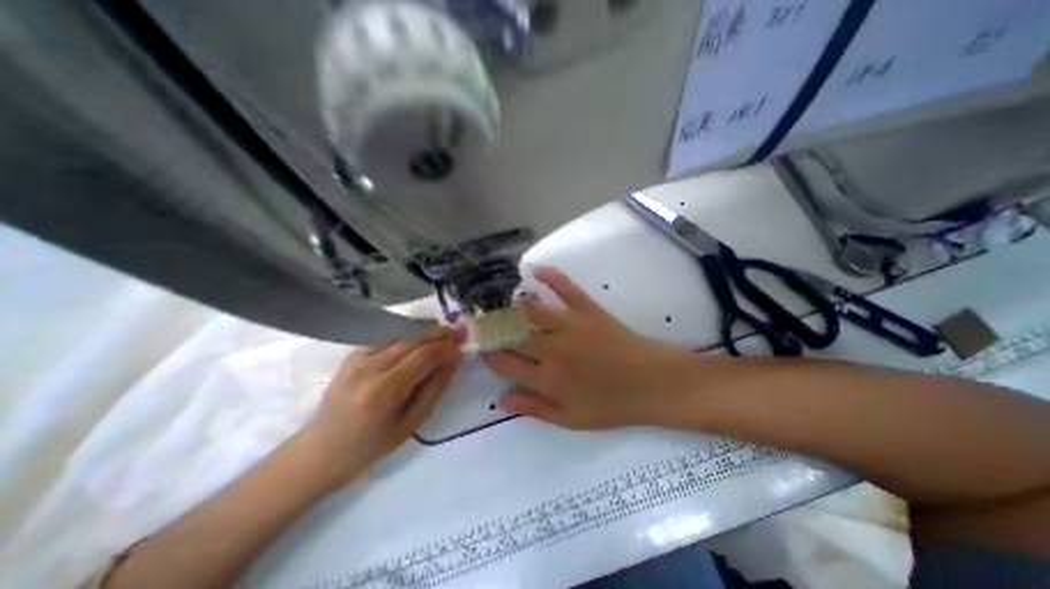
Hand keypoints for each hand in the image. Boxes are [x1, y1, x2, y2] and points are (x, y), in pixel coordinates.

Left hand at [295, 326, 458, 486]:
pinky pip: (388, 340)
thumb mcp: (411, 423)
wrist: (321, 449)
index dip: (446, 347)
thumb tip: (452, 359)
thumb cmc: (372, 445)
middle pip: (413, 341)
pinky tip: (417, 344)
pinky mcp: (352, 355)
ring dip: (425, 335)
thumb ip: (434, 387)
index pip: (424, 356)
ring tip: (444, 335)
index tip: (462, 343)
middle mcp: (369, 368)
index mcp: (384, 391)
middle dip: (439, 334)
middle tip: (459, 331)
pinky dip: (407, 339)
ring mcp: (357, 358)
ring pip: (401, 337)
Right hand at [483, 267, 696, 427]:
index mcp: (547, 378)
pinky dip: (551, 277)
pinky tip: (535, 269)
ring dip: (511, 304)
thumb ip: (534, 407)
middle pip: (512, 334)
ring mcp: (570, 326)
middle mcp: (552, 349)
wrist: (652, 383)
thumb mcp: (570, 419)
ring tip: (497, 300)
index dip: (488, 353)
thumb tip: (500, 398)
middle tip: (480, 320)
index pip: (505, 362)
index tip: (479, 346)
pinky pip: (566, 289)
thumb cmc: (611, 405)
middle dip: (491, 326)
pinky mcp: (588, 310)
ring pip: (531, 310)